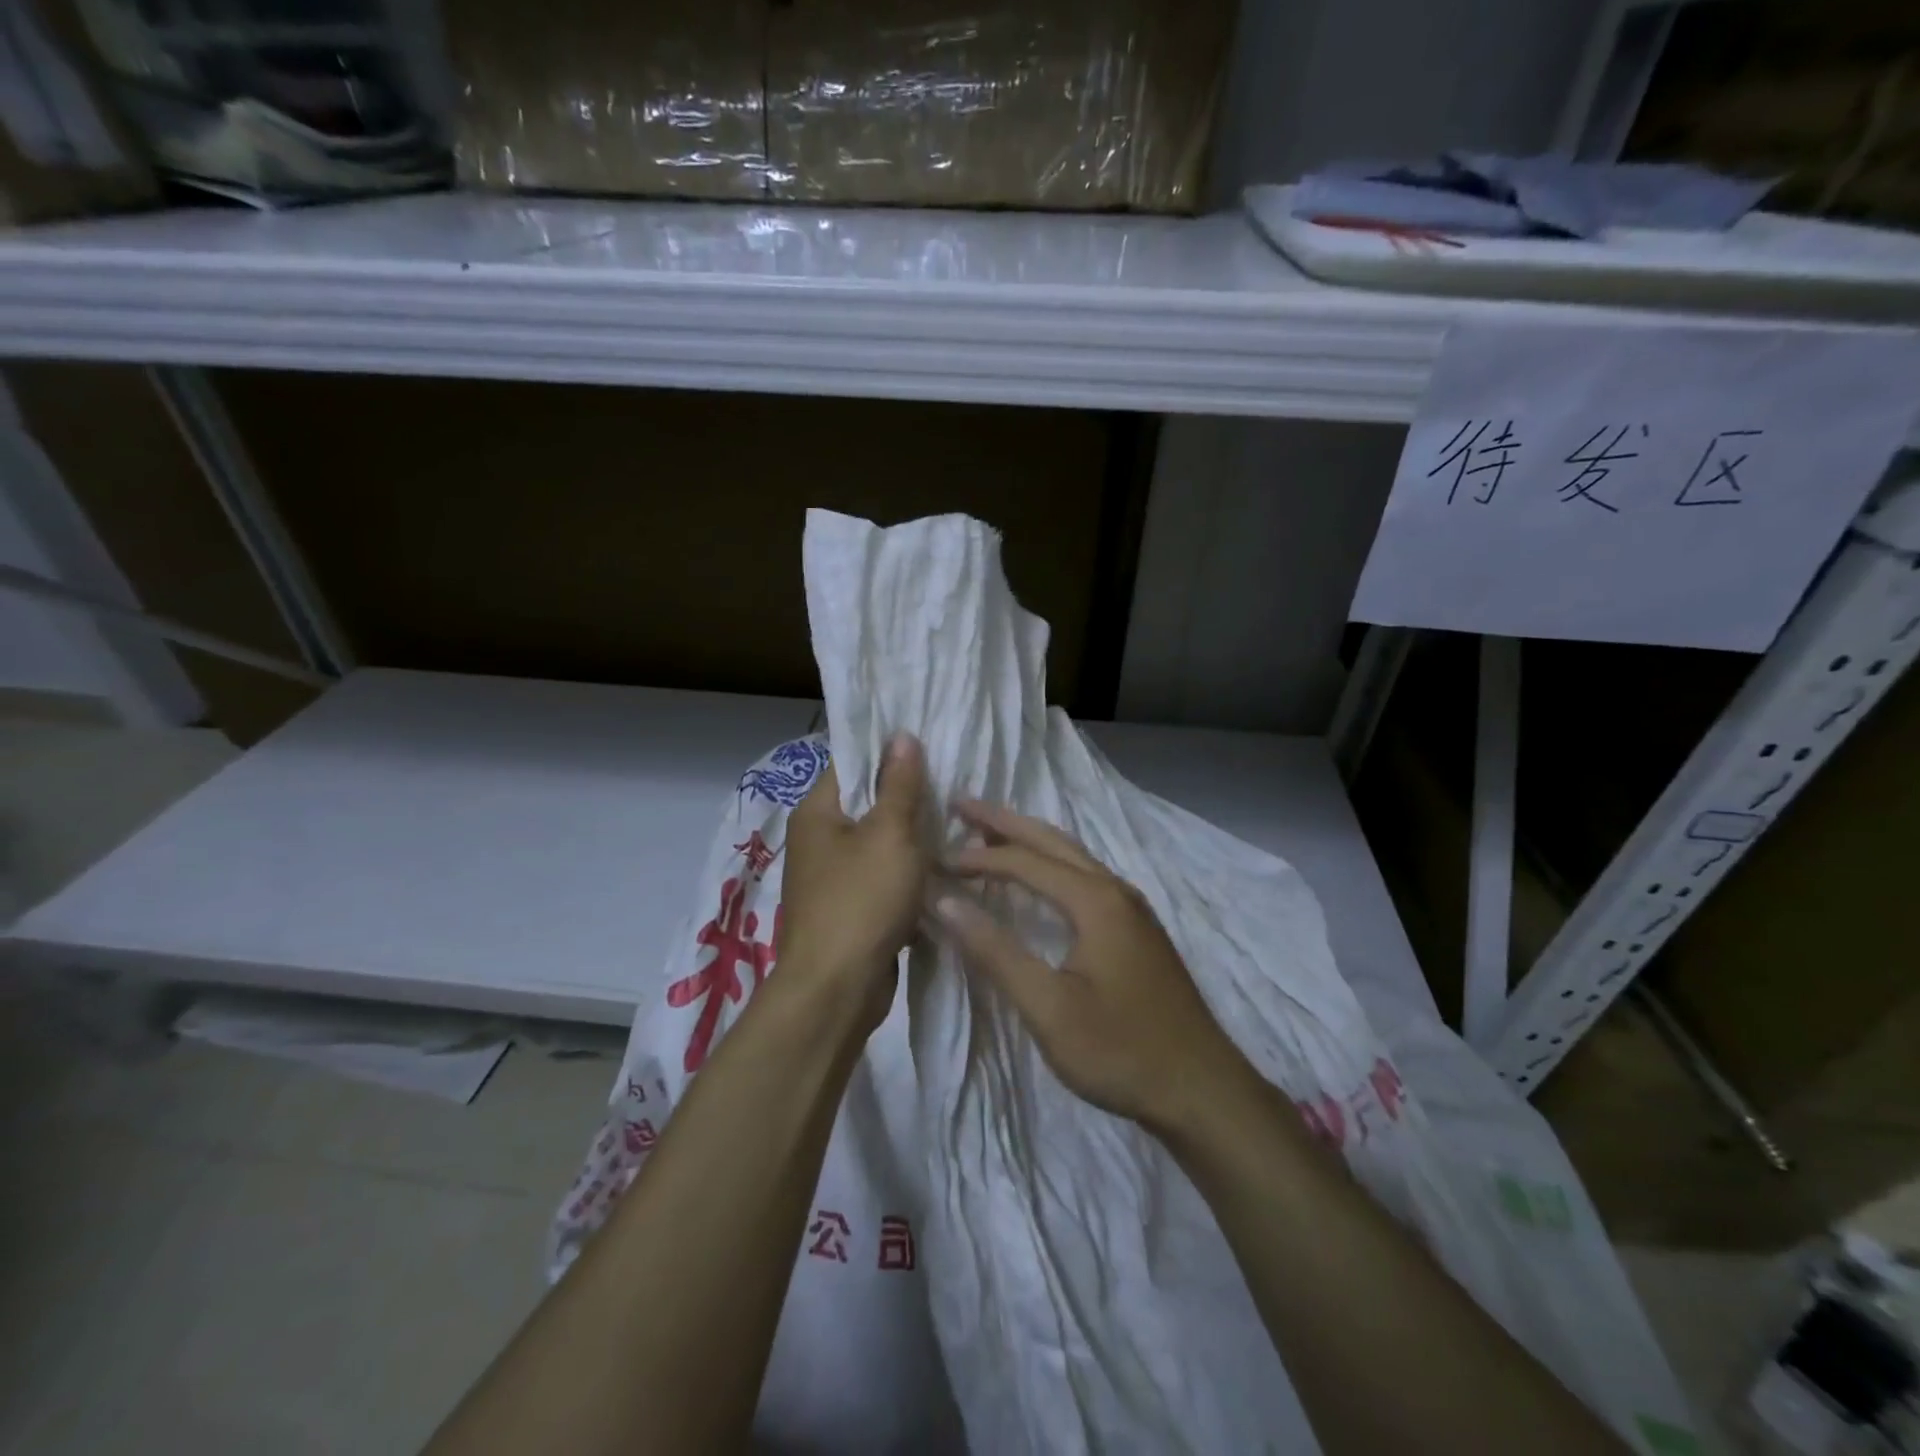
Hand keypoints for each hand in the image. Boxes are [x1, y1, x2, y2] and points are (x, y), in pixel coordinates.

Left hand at [778, 734, 931, 1034]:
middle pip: (867, 803)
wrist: (837, 990)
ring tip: (955, 818)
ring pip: (879, 843)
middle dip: (907, 795)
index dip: (888, 751)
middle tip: (953, 780)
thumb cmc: (861, 900)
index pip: (851, 763)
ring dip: (912, 836)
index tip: (930, 742)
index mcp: (817, 812)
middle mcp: (818, 840)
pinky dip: (907, 871)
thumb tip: (901, 735)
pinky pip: (882, 877)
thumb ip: (899, 784)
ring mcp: (832, 877)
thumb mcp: (889, 834)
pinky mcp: (850, 908)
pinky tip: (943, 865)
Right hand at [934, 800, 1246, 1133]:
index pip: (1025, 861)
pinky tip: (1038, 877)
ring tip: (988, 831)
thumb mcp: (1048, 1008)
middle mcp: (1115, 890)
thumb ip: (995, 951)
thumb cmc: (1120, 1050)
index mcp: (1095, 900)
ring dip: (1029, 839)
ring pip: (1072, 855)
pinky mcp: (1137, 928)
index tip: (936, 861)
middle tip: (961, 804)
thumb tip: (944, 900)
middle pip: (1052, 840)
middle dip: (1004, 821)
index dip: (978, 858)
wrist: (1201, 1089)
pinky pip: (1085, 875)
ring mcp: (1132, 907)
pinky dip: (1051, 863)